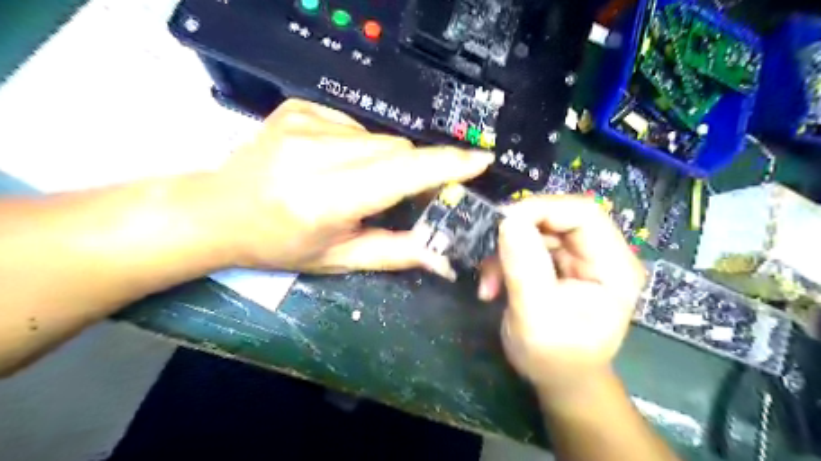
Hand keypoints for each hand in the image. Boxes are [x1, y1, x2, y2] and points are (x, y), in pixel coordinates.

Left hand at [204, 97, 488, 273]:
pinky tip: (334, 163)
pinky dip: (359, 146)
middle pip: (396, 149)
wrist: (219, 211)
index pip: (400, 173)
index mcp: (325, 199)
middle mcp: (314, 153)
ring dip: (384, 161)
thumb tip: (442, 253)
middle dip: (412, 171)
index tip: (480, 160)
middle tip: (401, 196)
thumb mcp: (339, 258)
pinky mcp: (298, 108)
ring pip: (378, 136)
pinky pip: (354, 124)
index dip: (445, 166)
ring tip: (356, 183)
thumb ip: (395, 252)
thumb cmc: (280, 245)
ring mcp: (303, 123)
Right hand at [482, 196, 647, 397]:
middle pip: (558, 217)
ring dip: (506, 251)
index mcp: (614, 267)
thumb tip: (508, 220)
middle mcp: (602, 254)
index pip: (583, 213)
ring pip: (537, 230)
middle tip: (488, 254)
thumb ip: (525, 268)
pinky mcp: (560, 263)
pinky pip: (529, 245)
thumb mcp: (535, 316)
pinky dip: (505, 260)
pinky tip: (493, 285)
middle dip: (517, 234)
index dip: (541, 209)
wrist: (559, 378)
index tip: (501, 223)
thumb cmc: (554, 358)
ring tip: (489, 283)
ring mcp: (580, 258)